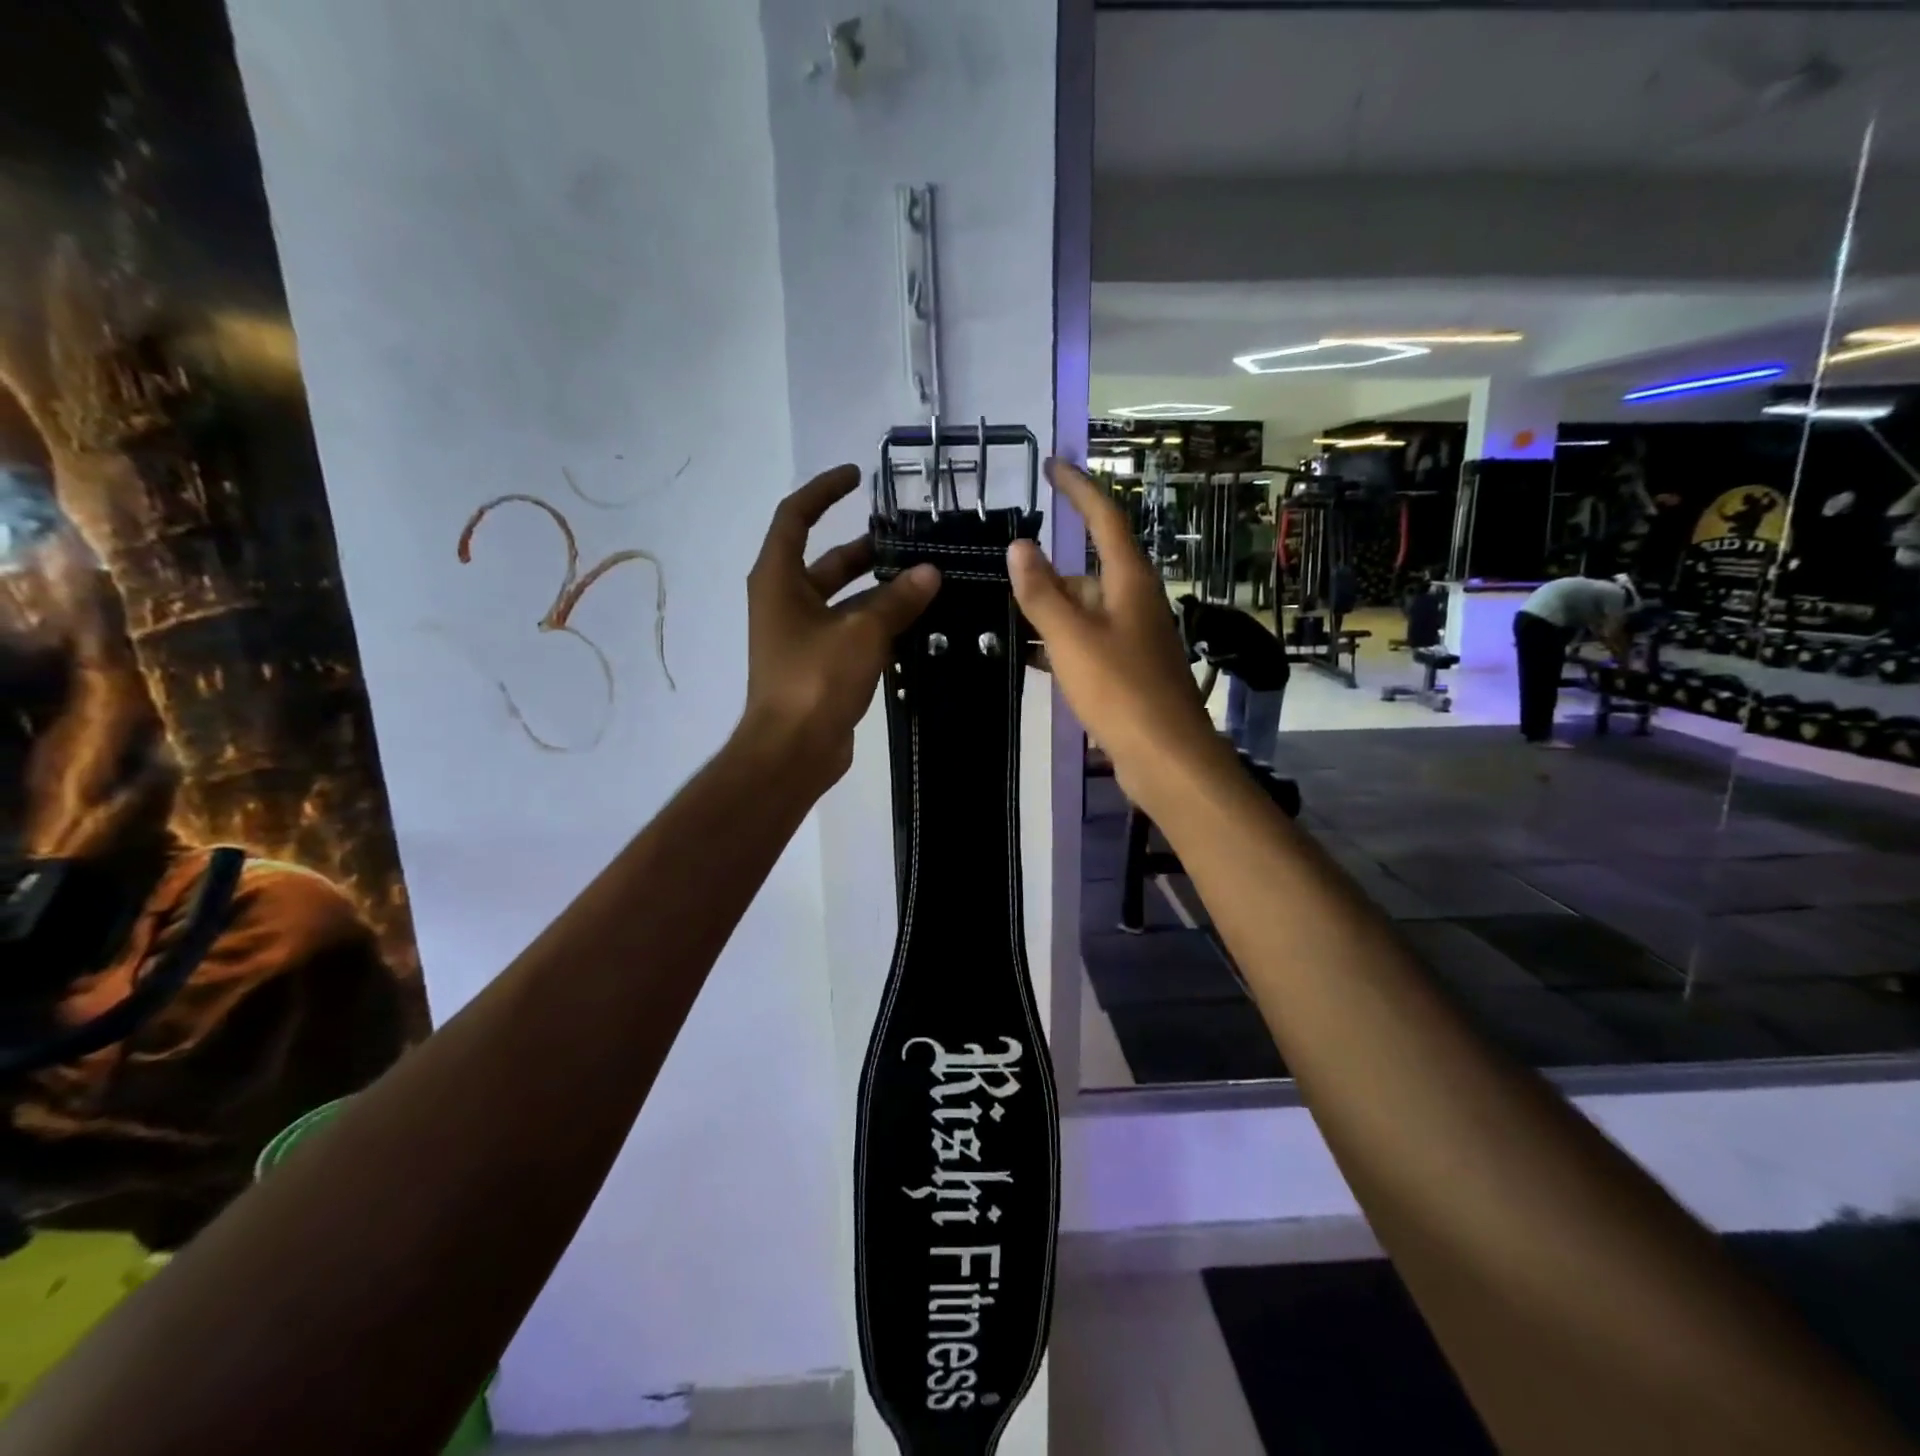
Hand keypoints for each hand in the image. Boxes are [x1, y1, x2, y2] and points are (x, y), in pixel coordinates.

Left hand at [739, 464, 939, 789]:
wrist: (792, 750)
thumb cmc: (815, 679)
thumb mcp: (861, 631)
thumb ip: (897, 599)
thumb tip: (930, 573)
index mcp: (779, 579)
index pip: (796, 517)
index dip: (825, 491)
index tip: (858, 476)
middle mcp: (785, 600)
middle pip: (828, 560)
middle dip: (867, 549)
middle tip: (912, 541)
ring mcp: (801, 634)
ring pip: (845, 599)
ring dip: (880, 589)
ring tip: (927, 580)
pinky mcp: (819, 663)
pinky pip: (852, 630)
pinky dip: (879, 622)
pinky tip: (917, 622)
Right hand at [1008, 459, 1233, 811]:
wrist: (1165, 757)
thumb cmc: (1119, 690)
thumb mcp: (1071, 637)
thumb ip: (1042, 593)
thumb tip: (1019, 546)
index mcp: (1129, 582)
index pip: (1104, 518)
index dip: (1078, 489)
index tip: (1052, 466)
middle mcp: (1137, 602)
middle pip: (1089, 571)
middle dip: (1050, 574)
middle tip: (1007, 580)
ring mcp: (1135, 638)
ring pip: (1087, 611)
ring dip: (1051, 613)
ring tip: (1009, 620)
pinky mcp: (1131, 670)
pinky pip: (1090, 643)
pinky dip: (1062, 644)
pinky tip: (1033, 658)